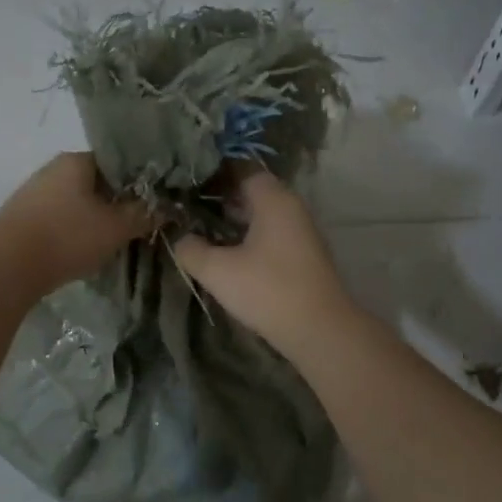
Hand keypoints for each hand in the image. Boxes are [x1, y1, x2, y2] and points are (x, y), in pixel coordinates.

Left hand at [0, 152, 150, 295]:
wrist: (5, 267)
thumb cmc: (66, 237)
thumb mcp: (116, 228)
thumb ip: (144, 214)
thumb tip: (169, 206)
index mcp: (77, 160)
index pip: (118, 162)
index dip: (139, 182)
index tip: (153, 203)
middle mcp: (53, 169)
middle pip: (96, 182)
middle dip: (116, 203)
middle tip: (136, 226)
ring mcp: (34, 193)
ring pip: (76, 202)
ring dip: (94, 219)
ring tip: (111, 241)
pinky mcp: (22, 218)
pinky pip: (58, 218)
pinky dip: (73, 231)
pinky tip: (81, 250)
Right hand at [173, 171, 356, 357]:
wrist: (320, 331)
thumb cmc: (267, 290)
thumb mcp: (217, 270)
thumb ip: (192, 250)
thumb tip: (181, 239)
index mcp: (274, 199)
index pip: (242, 170)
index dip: (213, 175)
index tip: (187, 185)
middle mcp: (292, 207)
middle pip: (253, 193)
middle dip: (222, 200)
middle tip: (189, 210)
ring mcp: (302, 232)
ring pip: (263, 216)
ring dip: (236, 222)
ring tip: (204, 233)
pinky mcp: (305, 256)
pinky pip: (273, 235)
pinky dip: (251, 239)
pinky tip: (230, 257)